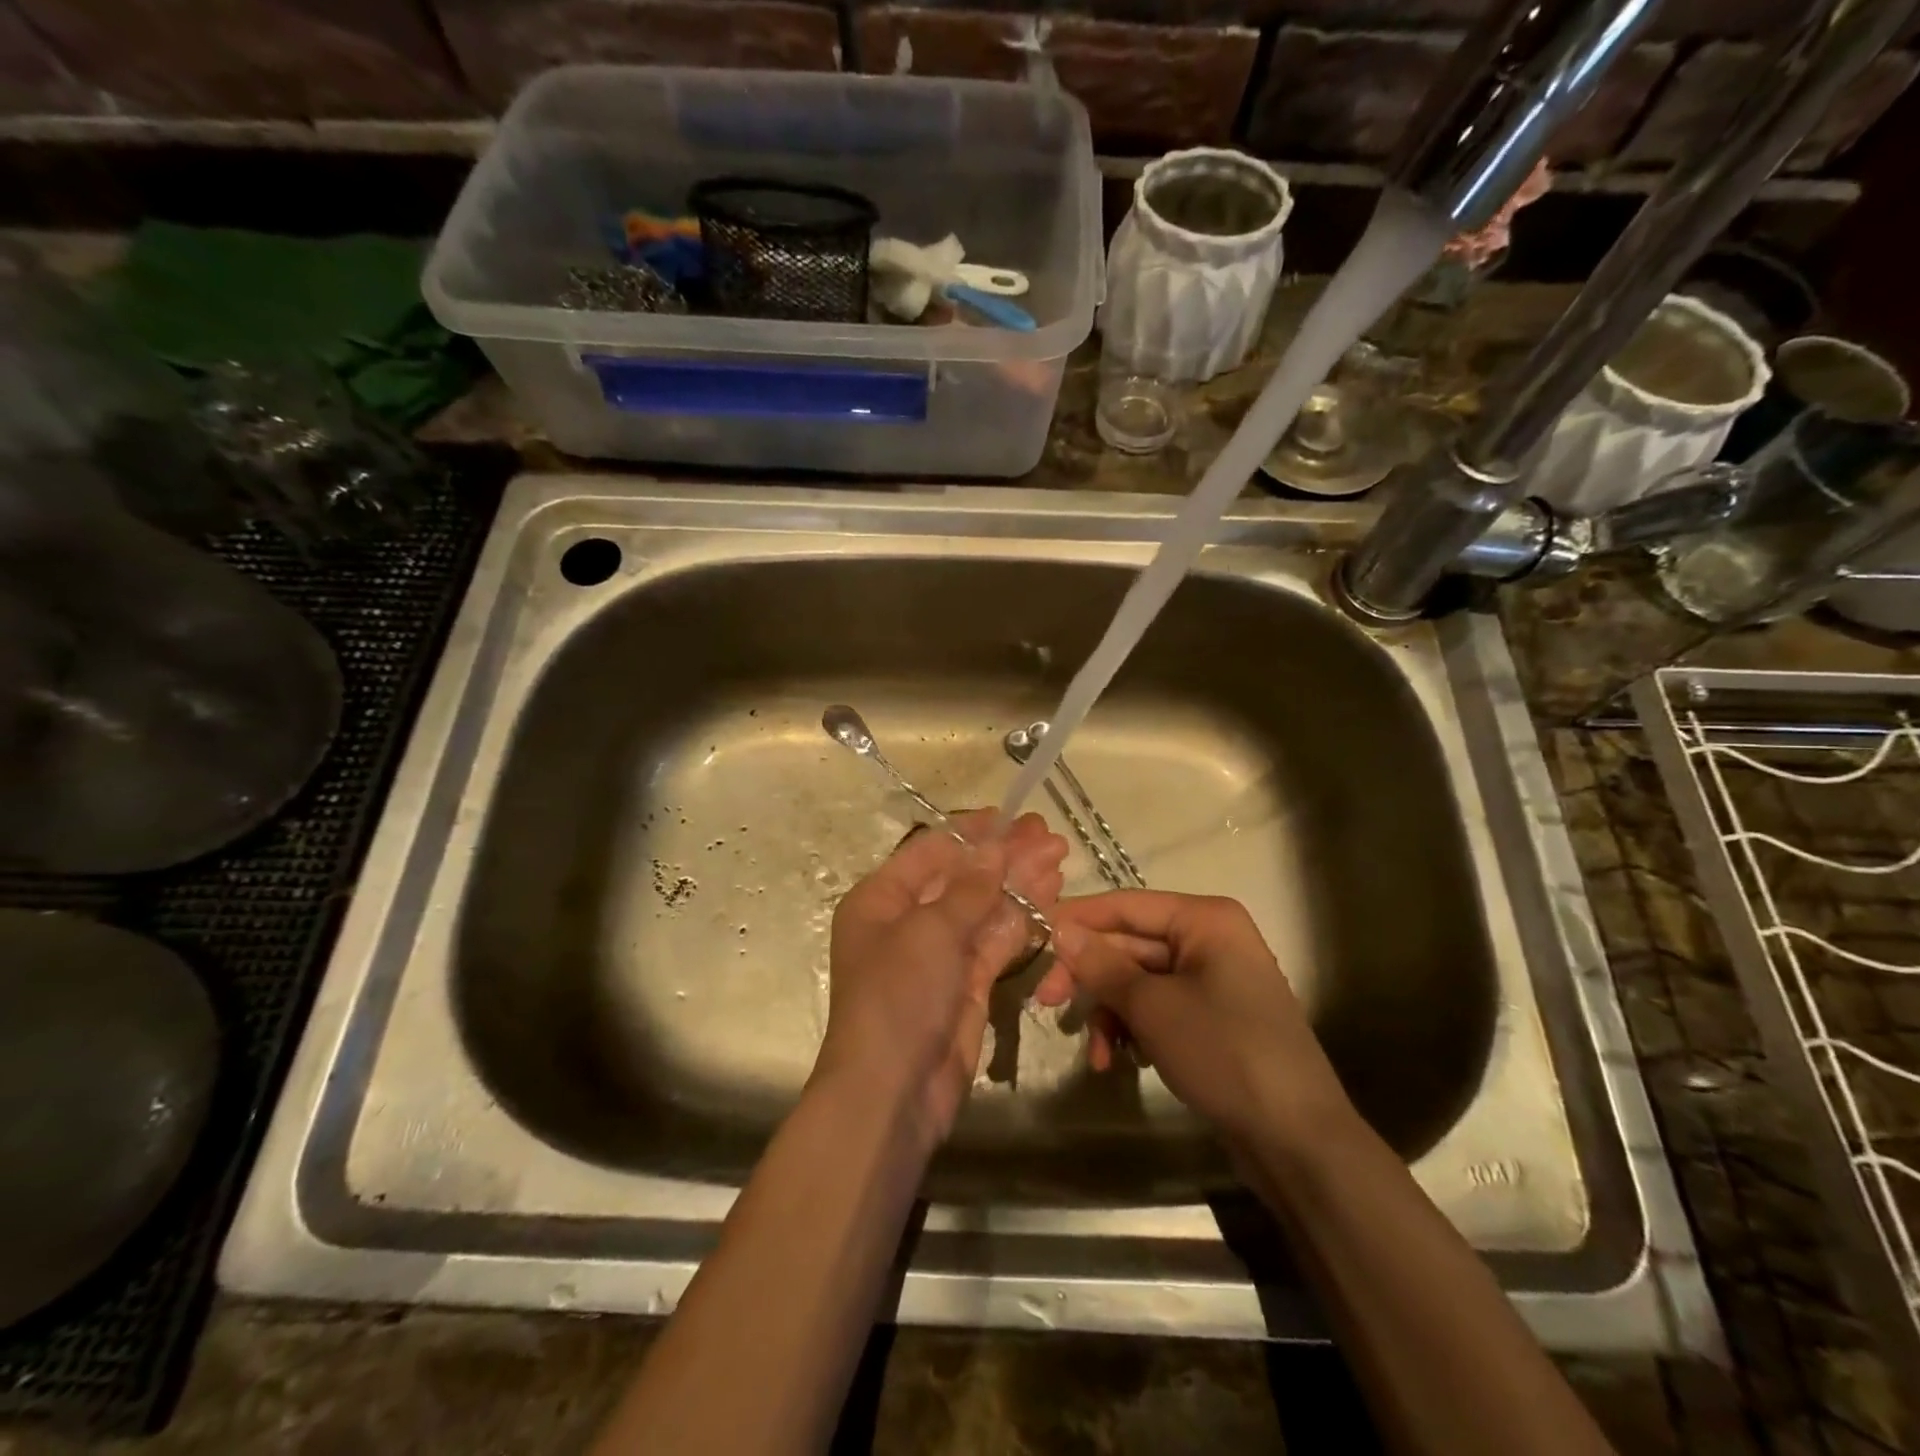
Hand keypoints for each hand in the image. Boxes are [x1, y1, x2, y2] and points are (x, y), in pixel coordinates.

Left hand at [813, 811, 1066, 1144]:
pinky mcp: (966, 984)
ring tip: (1058, 858)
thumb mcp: (930, 931)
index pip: (930, 851)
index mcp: (881, 899)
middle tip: (1049, 836)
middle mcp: (907, 921)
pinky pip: (995, 942)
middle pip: (962, 878)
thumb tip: (995, 847)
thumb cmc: (898, 995)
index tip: (1012, 817)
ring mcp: (938, 954)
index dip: (972, 832)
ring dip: (1019, 884)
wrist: (893, 1090)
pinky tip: (1050, 897)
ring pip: (983, 909)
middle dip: (1004, 857)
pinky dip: (1020, 920)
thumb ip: (968, 887)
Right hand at [1034, 891, 1348, 1146]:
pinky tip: (1119, 1062)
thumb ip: (1101, 964)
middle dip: (1090, 977)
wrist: (1298, 1142)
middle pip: (1129, 944)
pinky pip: (1157, 1008)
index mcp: (1204, 920)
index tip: (1033, 938)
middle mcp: (1210, 940)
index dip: (1077, 920)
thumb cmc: (1224, 1054)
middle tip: (1046, 1002)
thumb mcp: (1153, 1007)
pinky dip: (1134, 1029)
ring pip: (1138, 981)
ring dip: (1110, 1012)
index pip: (1125, 905)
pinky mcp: (1211, 1018)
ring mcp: (1213, 981)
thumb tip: (1059, 928)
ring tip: (1096, 1054)